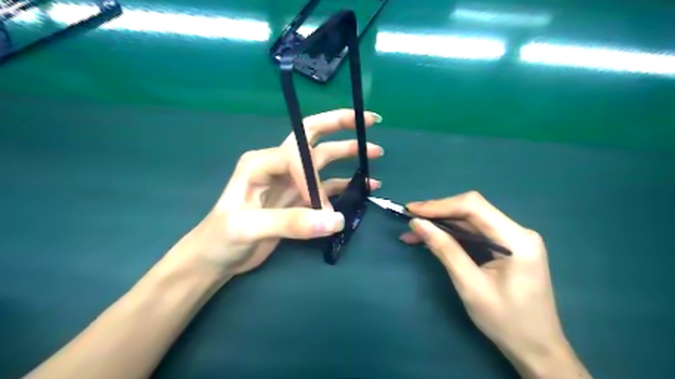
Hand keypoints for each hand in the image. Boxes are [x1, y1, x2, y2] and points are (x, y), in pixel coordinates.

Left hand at [167, 109, 381, 276]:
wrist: (216, 258)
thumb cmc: (221, 238)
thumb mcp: (249, 227)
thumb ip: (291, 222)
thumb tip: (336, 220)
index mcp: (261, 162)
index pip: (297, 156)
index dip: (313, 179)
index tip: (321, 208)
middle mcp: (278, 165)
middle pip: (312, 136)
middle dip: (340, 125)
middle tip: (369, 121)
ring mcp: (291, 182)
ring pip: (324, 160)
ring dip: (348, 154)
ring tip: (374, 152)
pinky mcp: (299, 199)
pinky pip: (327, 187)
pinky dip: (346, 185)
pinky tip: (365, 185)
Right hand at [399, 193, 591, 378]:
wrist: (536, 349)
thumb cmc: (506, 322)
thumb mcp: (470, 285)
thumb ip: (445, 250)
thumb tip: (418, 224)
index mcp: (517, 239)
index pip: (474, 207)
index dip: (439, 205)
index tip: (411, 211)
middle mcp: (518, 231)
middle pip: (471, 210)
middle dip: (438, 213)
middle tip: (409, 220)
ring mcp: (513, 238)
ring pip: (470, 220)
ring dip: (442, 224)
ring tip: (414, 232)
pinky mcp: (507, 247)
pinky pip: (475, 233)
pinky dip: (452, 234)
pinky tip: (433, 239)